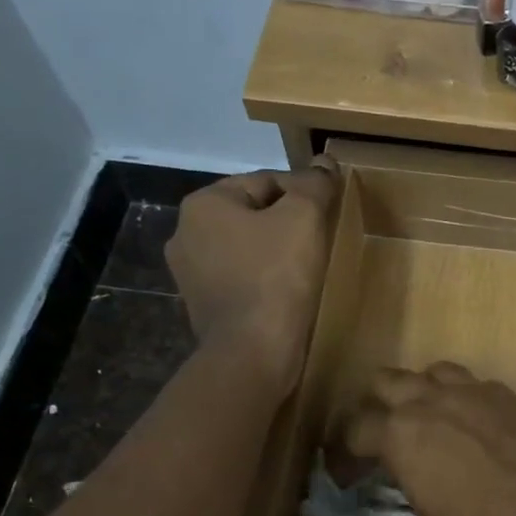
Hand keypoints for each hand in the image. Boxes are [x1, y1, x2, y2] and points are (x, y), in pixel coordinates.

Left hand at [166, 162, 337, 394]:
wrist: (252, 353)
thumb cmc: (276, 277)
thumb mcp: (304, 218)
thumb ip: (314, 184)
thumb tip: (324, 163)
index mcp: (204, 204)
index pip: (266, 180)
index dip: (304, 192)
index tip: (329, 212)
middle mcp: (186, 233)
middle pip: (253, 213)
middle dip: (287, 222)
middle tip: (321, 239)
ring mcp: (190, 274)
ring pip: (246, 248)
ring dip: (276, 251)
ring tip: (307, 266)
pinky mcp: (203, 306)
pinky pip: (241, 278)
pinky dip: (264, 279)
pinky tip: (287, 292)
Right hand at [342, 364, 515, 515]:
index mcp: (399, 436)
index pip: (354, 430)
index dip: (345, 454)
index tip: (350, 476)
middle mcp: (428, 401)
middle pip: (384, 382)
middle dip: (375, 406)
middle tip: (383, 437)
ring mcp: (470, 390)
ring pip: (429, 371)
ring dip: (420, 390)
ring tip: (428, 419)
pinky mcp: (505, 392)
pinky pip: (471, 382)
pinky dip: (462, 396)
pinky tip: (474, 423)